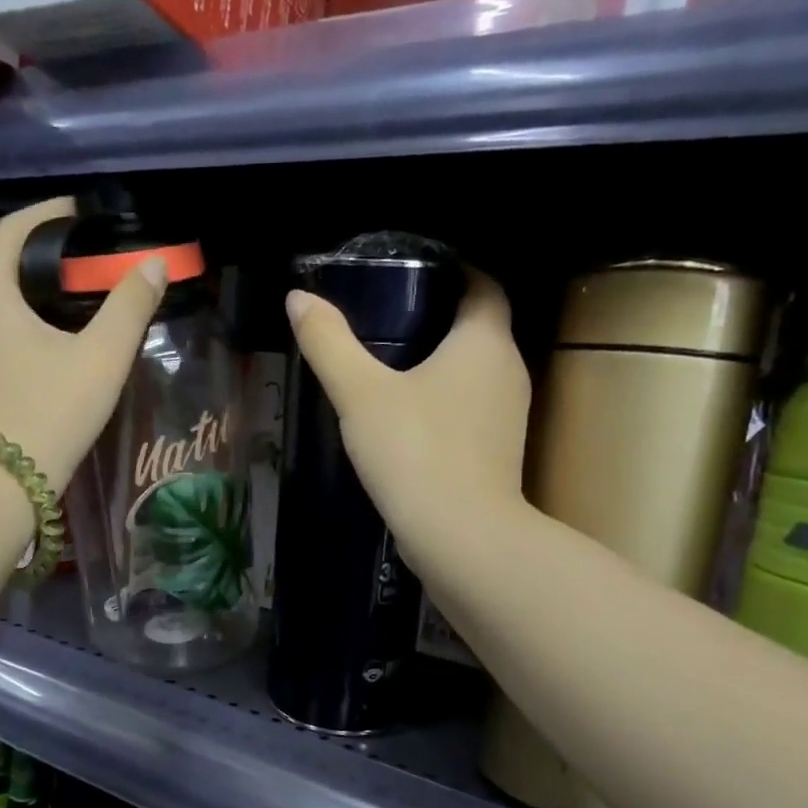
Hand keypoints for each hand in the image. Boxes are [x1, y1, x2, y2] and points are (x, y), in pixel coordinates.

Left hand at [0, 197, 167, 489]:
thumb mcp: (101, 357)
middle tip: (89, 262)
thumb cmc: (50, 412)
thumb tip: (153, 264)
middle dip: (44, 257)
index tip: (80, 212)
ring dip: (33, 294)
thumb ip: (130, 307)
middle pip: (3, 266)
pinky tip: (52, 342)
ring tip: (77, 301)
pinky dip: (21, 323)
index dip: (47, 214)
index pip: (12, 230)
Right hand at [286, 267, 529, 553]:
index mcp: (484, 341)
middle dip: (438, 317)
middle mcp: (508, 370)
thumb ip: (329, 343)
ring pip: (475, 372)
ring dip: (441, 363)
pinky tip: (406, 418)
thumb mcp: (360, 394)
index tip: (411, 273)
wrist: (461, 536)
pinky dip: (444, 401)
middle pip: (479, 327)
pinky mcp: (498, 452)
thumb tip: (298, 298)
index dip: (453, 271)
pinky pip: (470, 409)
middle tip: (385, 317)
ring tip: (389, 365)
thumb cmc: (415, 451)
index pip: (482, 284)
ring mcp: (508, 415)